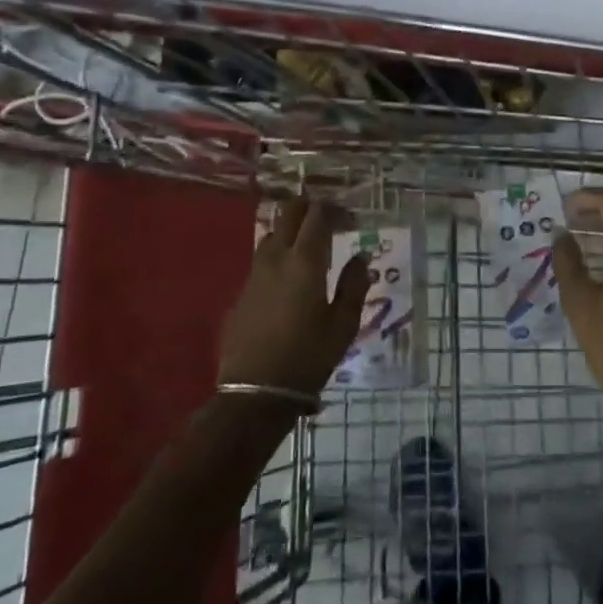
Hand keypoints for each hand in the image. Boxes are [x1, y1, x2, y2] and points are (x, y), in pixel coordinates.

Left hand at [219, 195, 369, 397]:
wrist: (255, 394)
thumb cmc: (308, 358)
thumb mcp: (343, 325)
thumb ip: (354, 285)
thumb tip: (361, 257)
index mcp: (305, 261)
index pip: (317, 215)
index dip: (335, 210)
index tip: (350, 220)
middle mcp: (276, 258)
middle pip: (289, 213)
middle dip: (310, 209)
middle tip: (329, 223)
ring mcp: (254, 274)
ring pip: (271, 235)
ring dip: (291, 232)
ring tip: (310, 250)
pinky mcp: (241, 293)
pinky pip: (261, 262)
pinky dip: (278, 258)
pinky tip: (289, 282)